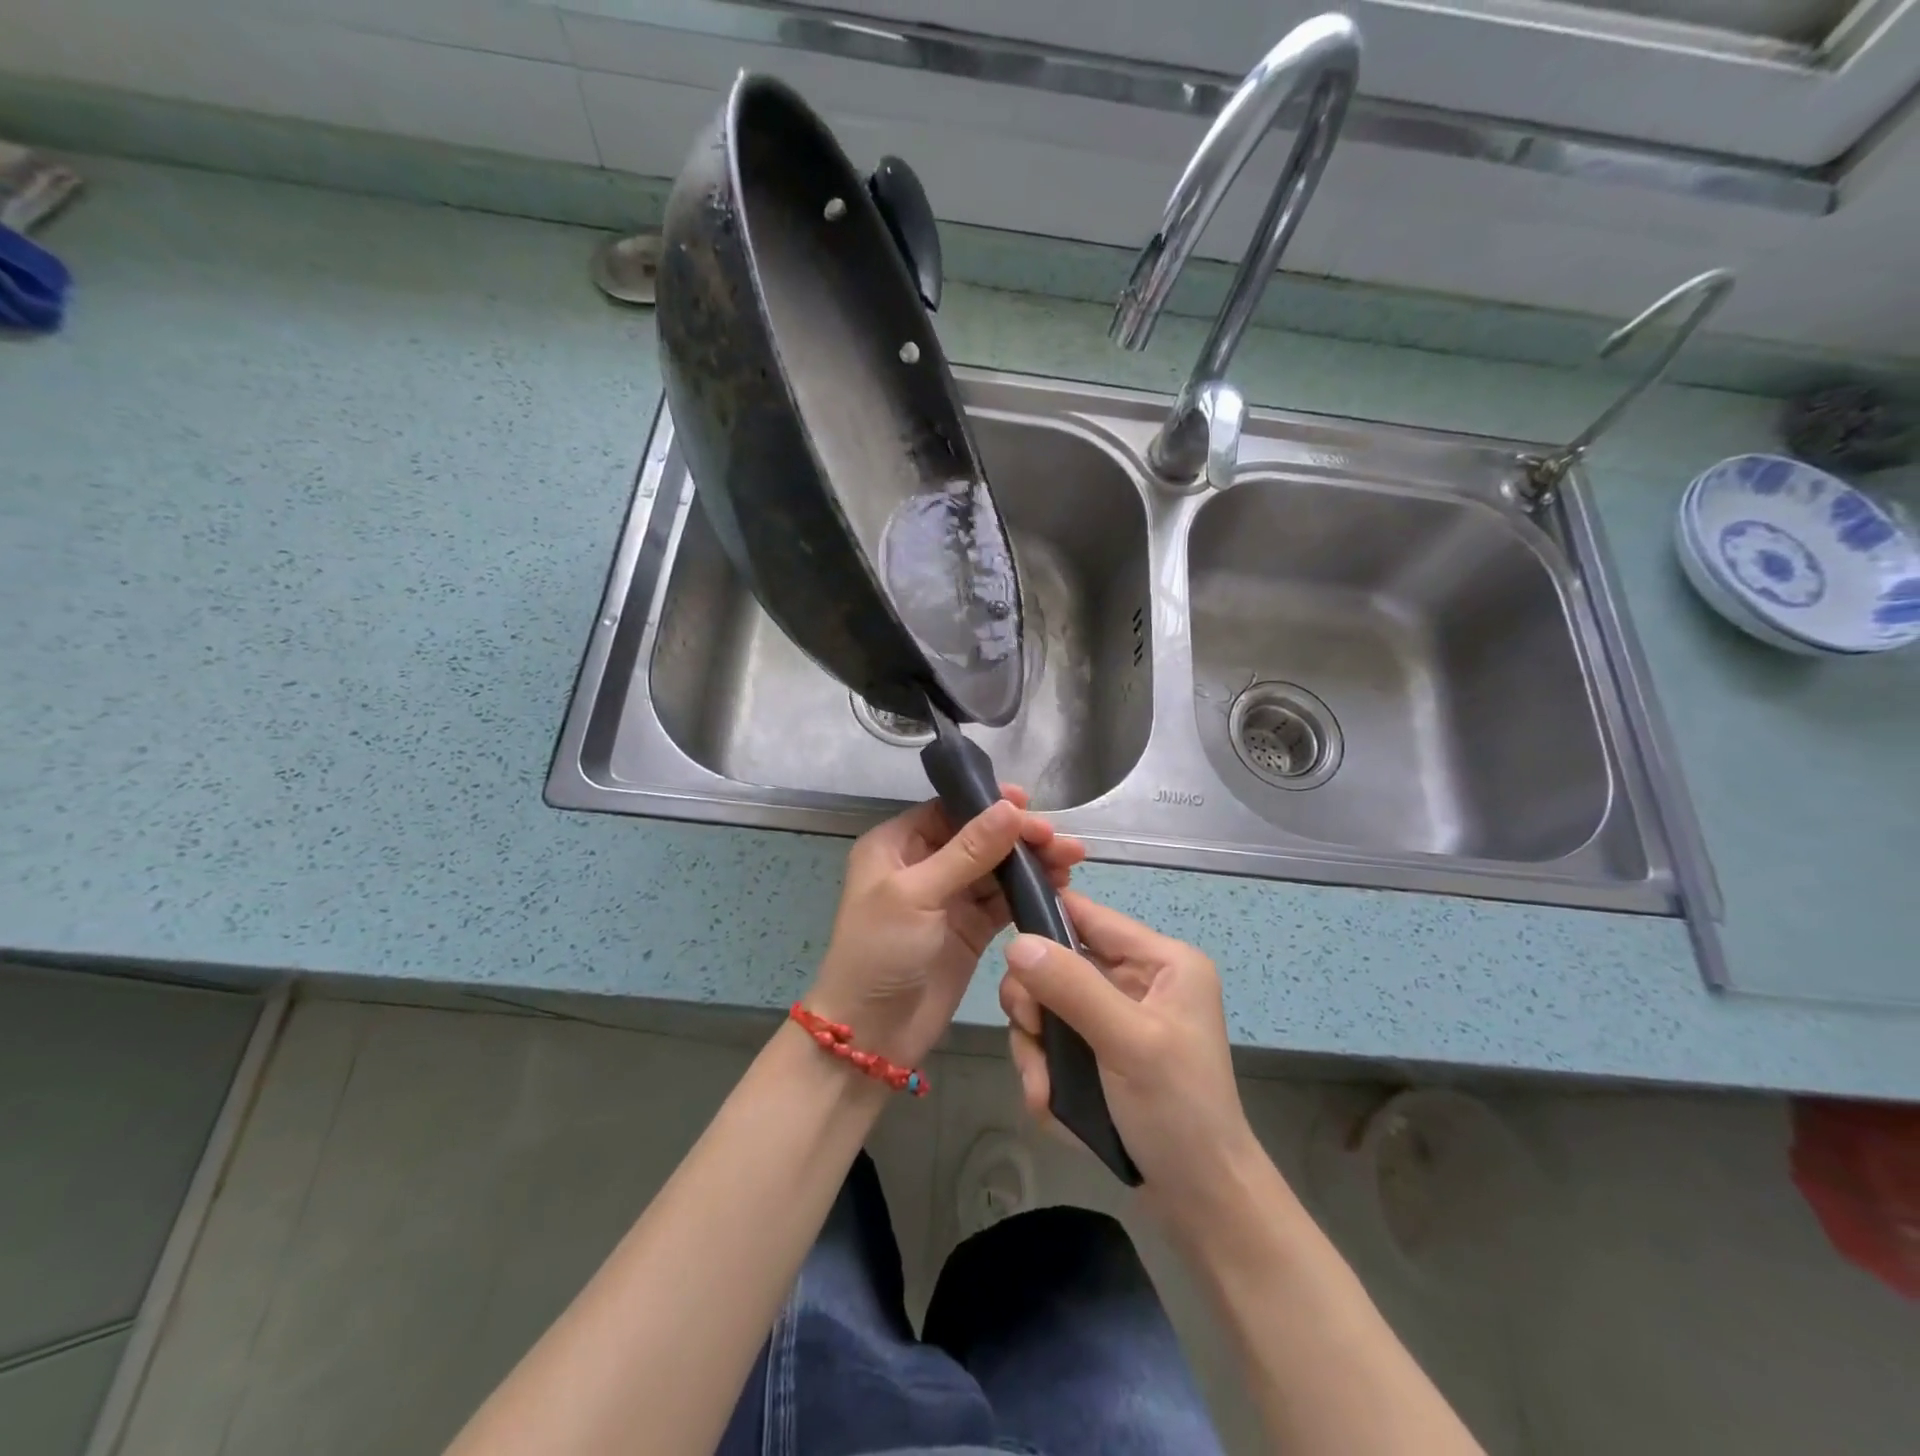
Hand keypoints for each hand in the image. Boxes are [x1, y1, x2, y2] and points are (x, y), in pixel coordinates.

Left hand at [808, 787, 1084, 1068]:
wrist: (873, 1035)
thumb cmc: (880, 952)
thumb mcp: (917, 894)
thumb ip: (968, 851)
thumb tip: (1011, 807)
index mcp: (896, 845)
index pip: (949, 811)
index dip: (989, 804)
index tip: (1029, 803)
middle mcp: (923, 864)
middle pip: (979, 837)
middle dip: (1018, 835)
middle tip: (1059, 840)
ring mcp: (949, 898)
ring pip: (996, 868)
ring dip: (1031, 863)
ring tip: (1071, 860)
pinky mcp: (971, 929)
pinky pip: (1004, 901)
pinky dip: (1030, 893)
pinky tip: (1059, 886)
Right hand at [999, 890, 1262, 1226]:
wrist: (1202, 1203)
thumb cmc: (1178, 1112)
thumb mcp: (1127, 1042)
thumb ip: (1072, 987)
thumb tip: (1016, 941)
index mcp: (1161, 962)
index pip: (1089, 916)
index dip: (1044, 922)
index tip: (1007, 951)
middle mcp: (1138, 981)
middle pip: (1059, 964)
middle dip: (1036, 1005)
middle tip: (1032, 1036)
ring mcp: (1117, 1019)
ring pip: (1049, 1007)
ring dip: (1036, 1048)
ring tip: (1044, 1090)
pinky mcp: (1102, 1053)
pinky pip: (1055, 1044)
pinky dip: (1045, 1072)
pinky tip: (1050, 1104)